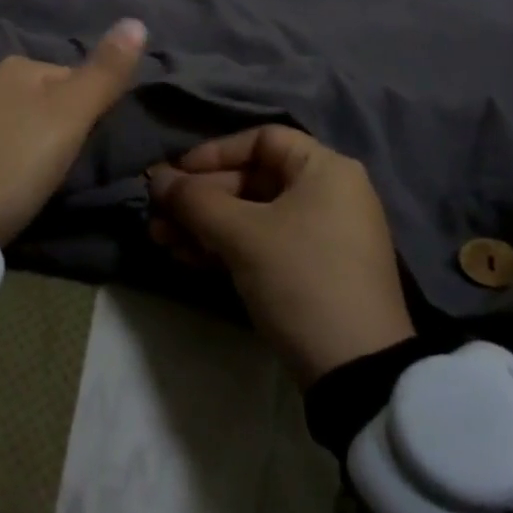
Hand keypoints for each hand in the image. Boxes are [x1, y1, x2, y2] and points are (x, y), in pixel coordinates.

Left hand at [0, 20, 147, 245]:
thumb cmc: (20, 159)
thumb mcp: (72, 114)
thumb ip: (105, 72)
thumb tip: (137, 21)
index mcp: (18, 64)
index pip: (75, 79)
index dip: (91, 112)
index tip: (90, 146)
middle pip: (49, 101)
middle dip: (63, 127)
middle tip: (68, 166)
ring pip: (25, 123)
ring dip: (39, 144)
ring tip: (43, 178)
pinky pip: (1, 144)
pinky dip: (14, 158)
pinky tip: (15, 181)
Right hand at [148, 126, 414, 386]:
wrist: (357, 373)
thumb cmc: (300, 278)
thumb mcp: (242, 234)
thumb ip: (193, 200)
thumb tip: (155, 178)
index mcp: (325, 169)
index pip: (261, 140)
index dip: (214, 153)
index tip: (177, 175)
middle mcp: (328, 193)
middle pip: (251, 180)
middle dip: (200, 198)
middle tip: (157, 215)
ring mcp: (322, 235)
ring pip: (251, 216)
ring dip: (204, 225)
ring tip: (160, 239)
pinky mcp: (312, 272)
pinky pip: (262, 244)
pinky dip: (226, 247)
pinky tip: (186, 257)